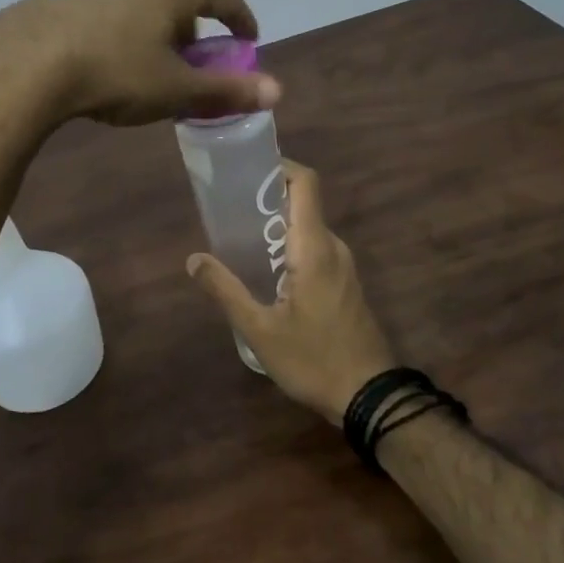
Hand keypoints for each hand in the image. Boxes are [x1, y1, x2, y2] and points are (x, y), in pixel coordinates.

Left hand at [0, 0, 280, 128]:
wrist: (26, 65)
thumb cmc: (116, 72)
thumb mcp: (176, 89)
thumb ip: (227, 89)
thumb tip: (277, 91)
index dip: (242, 20)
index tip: (247, 42)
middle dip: (193, 29)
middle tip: (192, 63)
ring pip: (142, 1)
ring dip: (155, 28)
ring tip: (147, 65)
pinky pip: (108, 9)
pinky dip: (121, 30)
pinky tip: (106, 61)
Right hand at [186, 161, 394, 424]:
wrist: (369, 396)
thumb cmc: (313, 359)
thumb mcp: (260, 329)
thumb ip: (226, 290)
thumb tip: (194, 260)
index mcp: (314, 247)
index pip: (305, 183)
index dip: (278, 166)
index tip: (245, 170)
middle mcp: (333, 247)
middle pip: (302, 203)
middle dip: (265, 199)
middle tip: (227, 210)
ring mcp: (343, 266)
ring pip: (307, 228)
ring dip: (275, 226)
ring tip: (237, 239)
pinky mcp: (344, 283)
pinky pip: (315, 248)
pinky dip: (288, 246)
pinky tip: (264, 271)